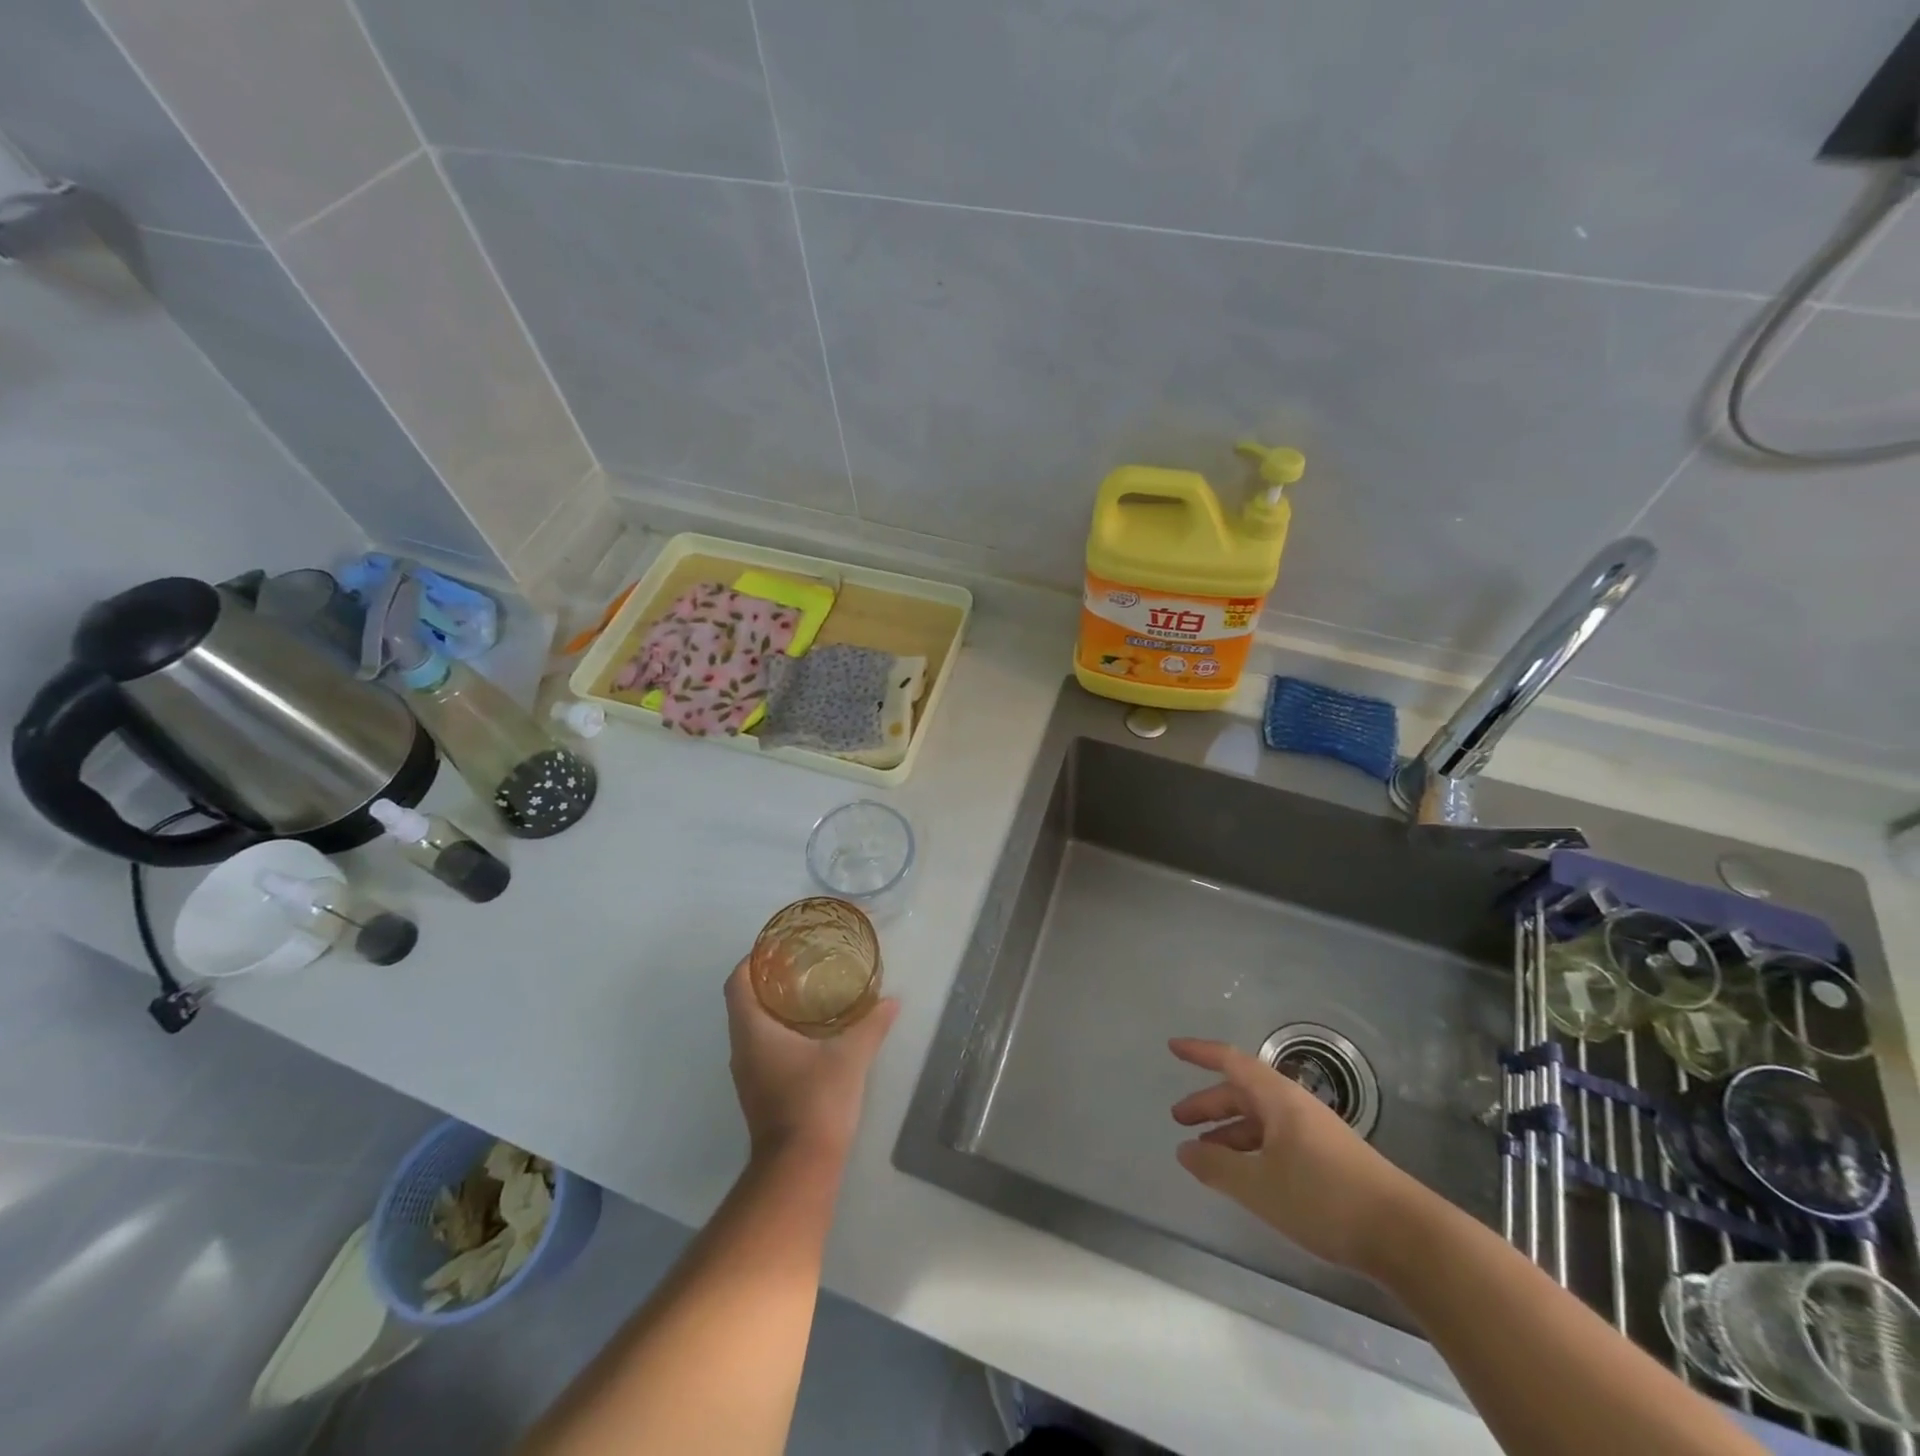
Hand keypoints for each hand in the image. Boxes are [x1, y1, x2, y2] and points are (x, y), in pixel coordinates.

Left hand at [725, 957, 899, 1165]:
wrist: (799, 1170)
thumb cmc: (816, 1102)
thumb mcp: (850, 1057)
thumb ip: (871, 1025)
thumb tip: (892, 1000)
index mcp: (753, 1032)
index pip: (737, 983)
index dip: (752, 960)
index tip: (777, 947)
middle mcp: (742, 1049)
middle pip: (744, 1002)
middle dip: (769, 980)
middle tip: (803, 964)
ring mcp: (748, 1074)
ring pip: (753, 1027)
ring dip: (775, 1007)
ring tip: (811, 992)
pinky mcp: (759, 1092)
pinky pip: (762, 1047)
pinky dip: (780, 1031)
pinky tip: (812, 1032)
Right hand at [1169, 1037, 1423, 1274]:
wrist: (1406, 1236)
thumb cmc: (1325, 1199)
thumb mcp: (1260, 1185)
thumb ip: (1217, 1166)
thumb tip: (1185, 1149)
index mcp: (1278, 1098)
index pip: (1231, 1061)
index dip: (1200, 1052)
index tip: (1173, 1047)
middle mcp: (1295, 1106)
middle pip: (1243, 1092)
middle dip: (1209, 1103)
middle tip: (1179, 1119)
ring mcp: (1314, 1133)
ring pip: (1260, 1120)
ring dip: (1229, 1130)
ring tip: (1204, 1153)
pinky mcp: (1328, 1160)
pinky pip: (1277, 1141)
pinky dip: (1252, 1149)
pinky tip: (1246, 1175)